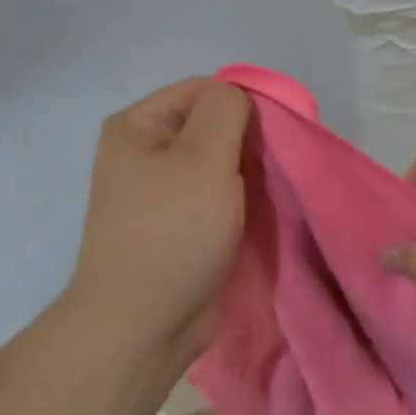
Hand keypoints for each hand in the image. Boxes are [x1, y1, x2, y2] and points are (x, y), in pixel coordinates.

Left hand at [68, 77, 251, 366]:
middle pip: (211, 125)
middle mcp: (143, 151)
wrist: (142, 325)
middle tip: (275, 170)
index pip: (205, 89)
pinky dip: (237, 199)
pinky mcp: (175, 223)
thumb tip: (240, 97)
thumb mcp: (203, 157)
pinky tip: (256, 214)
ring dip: (247, 174)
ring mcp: (157, 190)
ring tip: (268, 194)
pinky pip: (214, 194)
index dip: (245, 106)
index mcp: (138, 125)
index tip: (276, 138)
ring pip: (218, 162)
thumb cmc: (172, 232)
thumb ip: (226, 110)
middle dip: (248, 142)